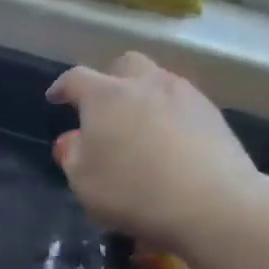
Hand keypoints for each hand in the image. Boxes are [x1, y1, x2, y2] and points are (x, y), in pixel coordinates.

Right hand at [47, 52, 261, 252]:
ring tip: (138, 126)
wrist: (211, 203)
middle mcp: (145, 84)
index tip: (55, 97)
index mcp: (105, 97)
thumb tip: (73, 139)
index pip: (76, 79)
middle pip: (125, 65)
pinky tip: (168, 142)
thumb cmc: (132, 192)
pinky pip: (182, 103)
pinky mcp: (213, 114)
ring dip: (143, 96)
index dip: (62, 87)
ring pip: (158, 81)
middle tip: (103, 106)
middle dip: (110, 79)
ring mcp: (184, 95)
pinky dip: (169, 114)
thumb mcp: (84, 182)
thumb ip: (73, 156)